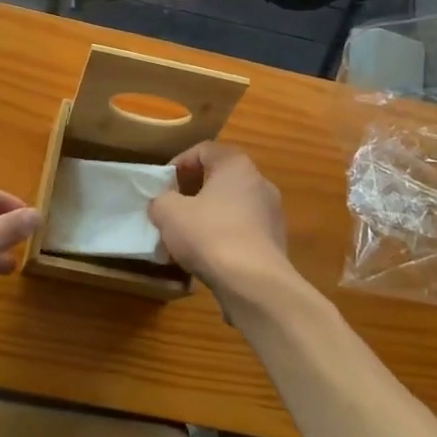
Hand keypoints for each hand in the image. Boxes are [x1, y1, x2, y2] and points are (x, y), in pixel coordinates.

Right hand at [148, 143, 295, 308]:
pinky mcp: (276, 242)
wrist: (255, 285)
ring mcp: (272, 214)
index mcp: (236, 165)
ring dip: (208, 217)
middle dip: (193, 193)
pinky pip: (243, 231)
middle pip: (219, 179)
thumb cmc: (210, 236)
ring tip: (187, 239)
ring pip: (231, 207)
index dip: (178, 164)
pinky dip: (224, 238)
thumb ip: (161, 201)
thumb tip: (164, 205)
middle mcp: (259, 182)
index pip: (203, 151)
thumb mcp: (169, 213)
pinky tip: (208, 258)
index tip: (163, 185)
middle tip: (173, 210)